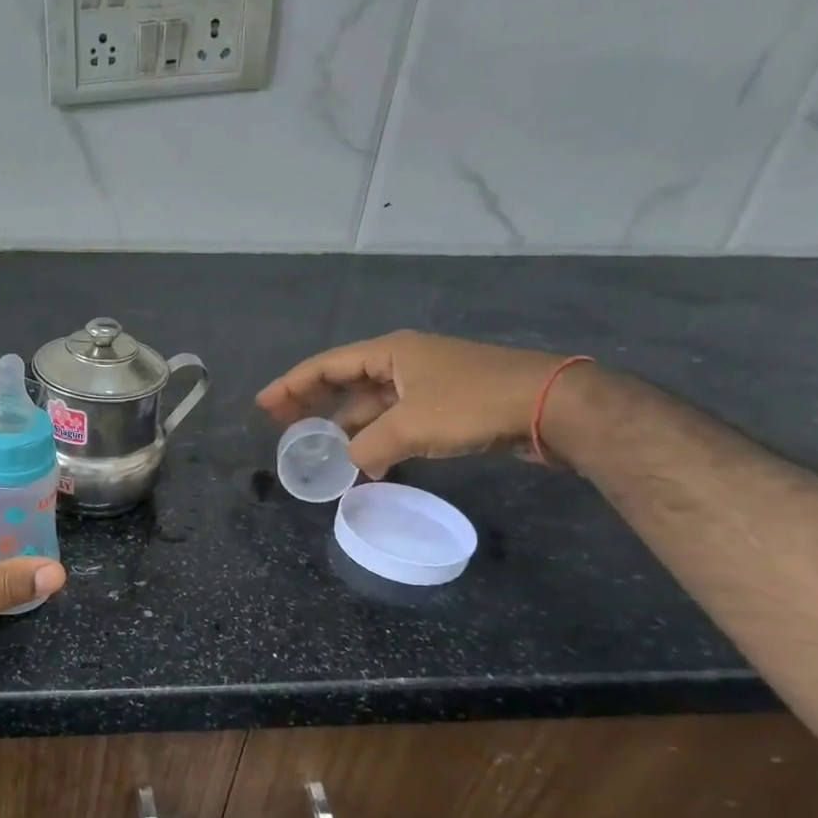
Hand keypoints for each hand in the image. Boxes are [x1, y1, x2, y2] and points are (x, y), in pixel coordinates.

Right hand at [257, 331, 585, 478]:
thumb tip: (349, 465)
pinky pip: (397, 419)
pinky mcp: (448, 405)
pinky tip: (367, 461)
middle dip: (313, 402)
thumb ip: (368, 447)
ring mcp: (427, 382)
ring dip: (347, 426)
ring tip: (321, 450)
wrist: (555, 407)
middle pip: (344, 380)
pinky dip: (377, 437)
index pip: (326, 366)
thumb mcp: (411, 427)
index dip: (290, 385)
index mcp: (390, 352)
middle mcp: (404, 361)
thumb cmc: (474, 404)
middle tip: (283, 424)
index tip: (263, 406)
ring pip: (372, 403)